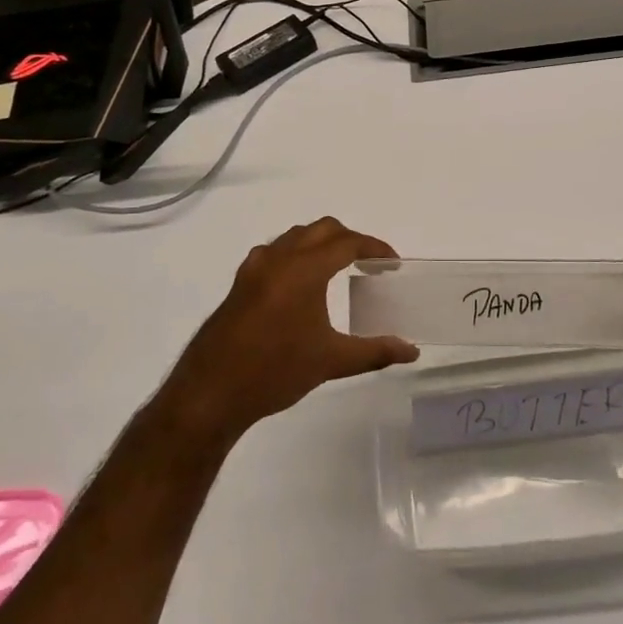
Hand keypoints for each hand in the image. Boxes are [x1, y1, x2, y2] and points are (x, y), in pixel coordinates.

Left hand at [156, 217, 418, 447]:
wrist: (209, 394)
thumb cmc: (275, 372)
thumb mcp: (331, 362)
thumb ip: (375, 352)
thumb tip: (412, 351)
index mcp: (304, 270)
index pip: (347, 243)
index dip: (374, 247)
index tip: (392, 262)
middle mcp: (279, 259)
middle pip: (322, 229)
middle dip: (350, 238)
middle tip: (369, 262)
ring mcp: (254, 269)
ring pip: (295, 237)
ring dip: (320, 243)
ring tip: (337, 268)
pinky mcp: (239, 283)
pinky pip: (273, 252)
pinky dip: (294, 254)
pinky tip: (298, 283)